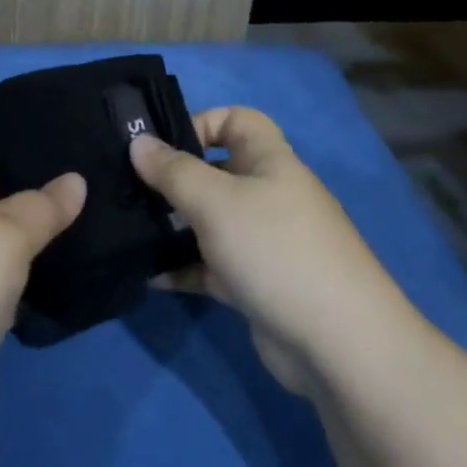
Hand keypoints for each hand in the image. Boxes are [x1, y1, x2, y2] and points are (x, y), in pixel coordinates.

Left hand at [0, 128, 85, 466]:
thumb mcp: (4, 234)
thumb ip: (43, 207)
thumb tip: (74, 181)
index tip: (2, 140)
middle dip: (15, 192)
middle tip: (70, 188)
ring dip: (27, 242)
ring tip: (80, 228)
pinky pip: (0, 291)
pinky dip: (26, 284)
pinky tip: (64, 279)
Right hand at [130, 106, 406, 397]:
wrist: (339, 346)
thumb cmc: (275, 249)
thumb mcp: (215, 201)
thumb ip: (172, 171)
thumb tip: (137, 141)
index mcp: (268, 161)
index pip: (236, 120)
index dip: (201, 122)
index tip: (161, 145)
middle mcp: (268, 195)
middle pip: (215, 171)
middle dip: (173, 178)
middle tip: (127, 188)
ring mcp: (263, 242)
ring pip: (209, 220)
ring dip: (173, 225)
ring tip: (131, 229)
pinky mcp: (256, 284)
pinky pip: (211, 265)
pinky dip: (184, 268)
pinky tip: (151, 276)